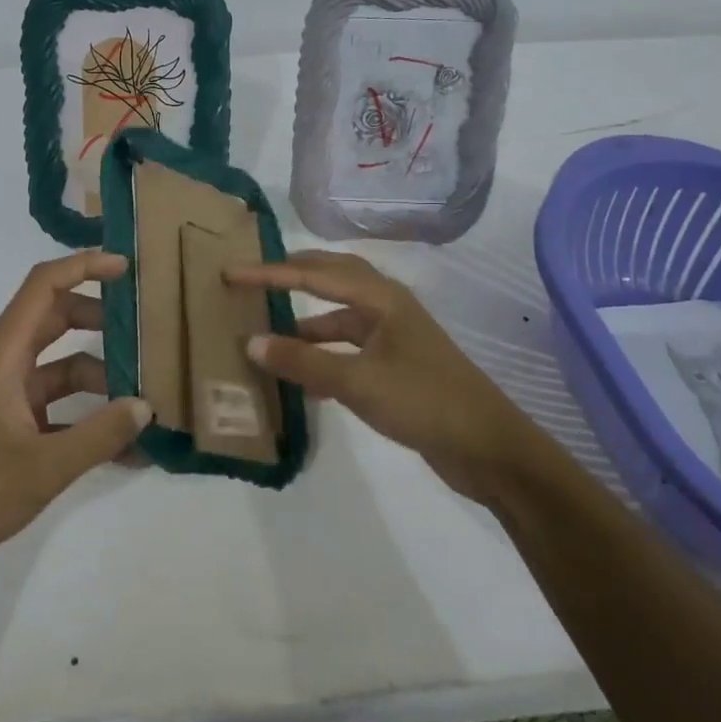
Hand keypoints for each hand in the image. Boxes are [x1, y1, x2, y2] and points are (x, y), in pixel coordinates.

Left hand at [0, 250, 149, 588]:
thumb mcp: (43, 465)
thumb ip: (99, 435)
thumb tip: (145, 406)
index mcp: (3, 354)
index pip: (44, 286)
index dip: (83, 267)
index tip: (126, 269)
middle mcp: (3, 365)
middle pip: (55, 320)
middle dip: (100, 321)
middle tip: (144, 332)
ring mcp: (3, 398)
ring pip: (59, 369)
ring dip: (99, 379)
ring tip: (144, 400)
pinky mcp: (5, 430)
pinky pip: (55, 411)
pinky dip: (85, 421)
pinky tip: (123, 450)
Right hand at [228, 250, 547, 500]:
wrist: (490, 449)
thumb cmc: (424, 402)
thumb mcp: (356, 381)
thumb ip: (302, 362)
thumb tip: (250, 342)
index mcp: (381, 298)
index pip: (313, 275)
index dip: (269, 273)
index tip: (231, 272)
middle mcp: (388, 307)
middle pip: (332, 279)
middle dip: (292, 276)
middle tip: (253, 277)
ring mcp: (395, 337)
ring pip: (340, 317)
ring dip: (306, 323)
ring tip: (269, 334)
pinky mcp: (398, 366)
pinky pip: (349, 348)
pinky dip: (323, 355)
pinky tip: (304, 380)